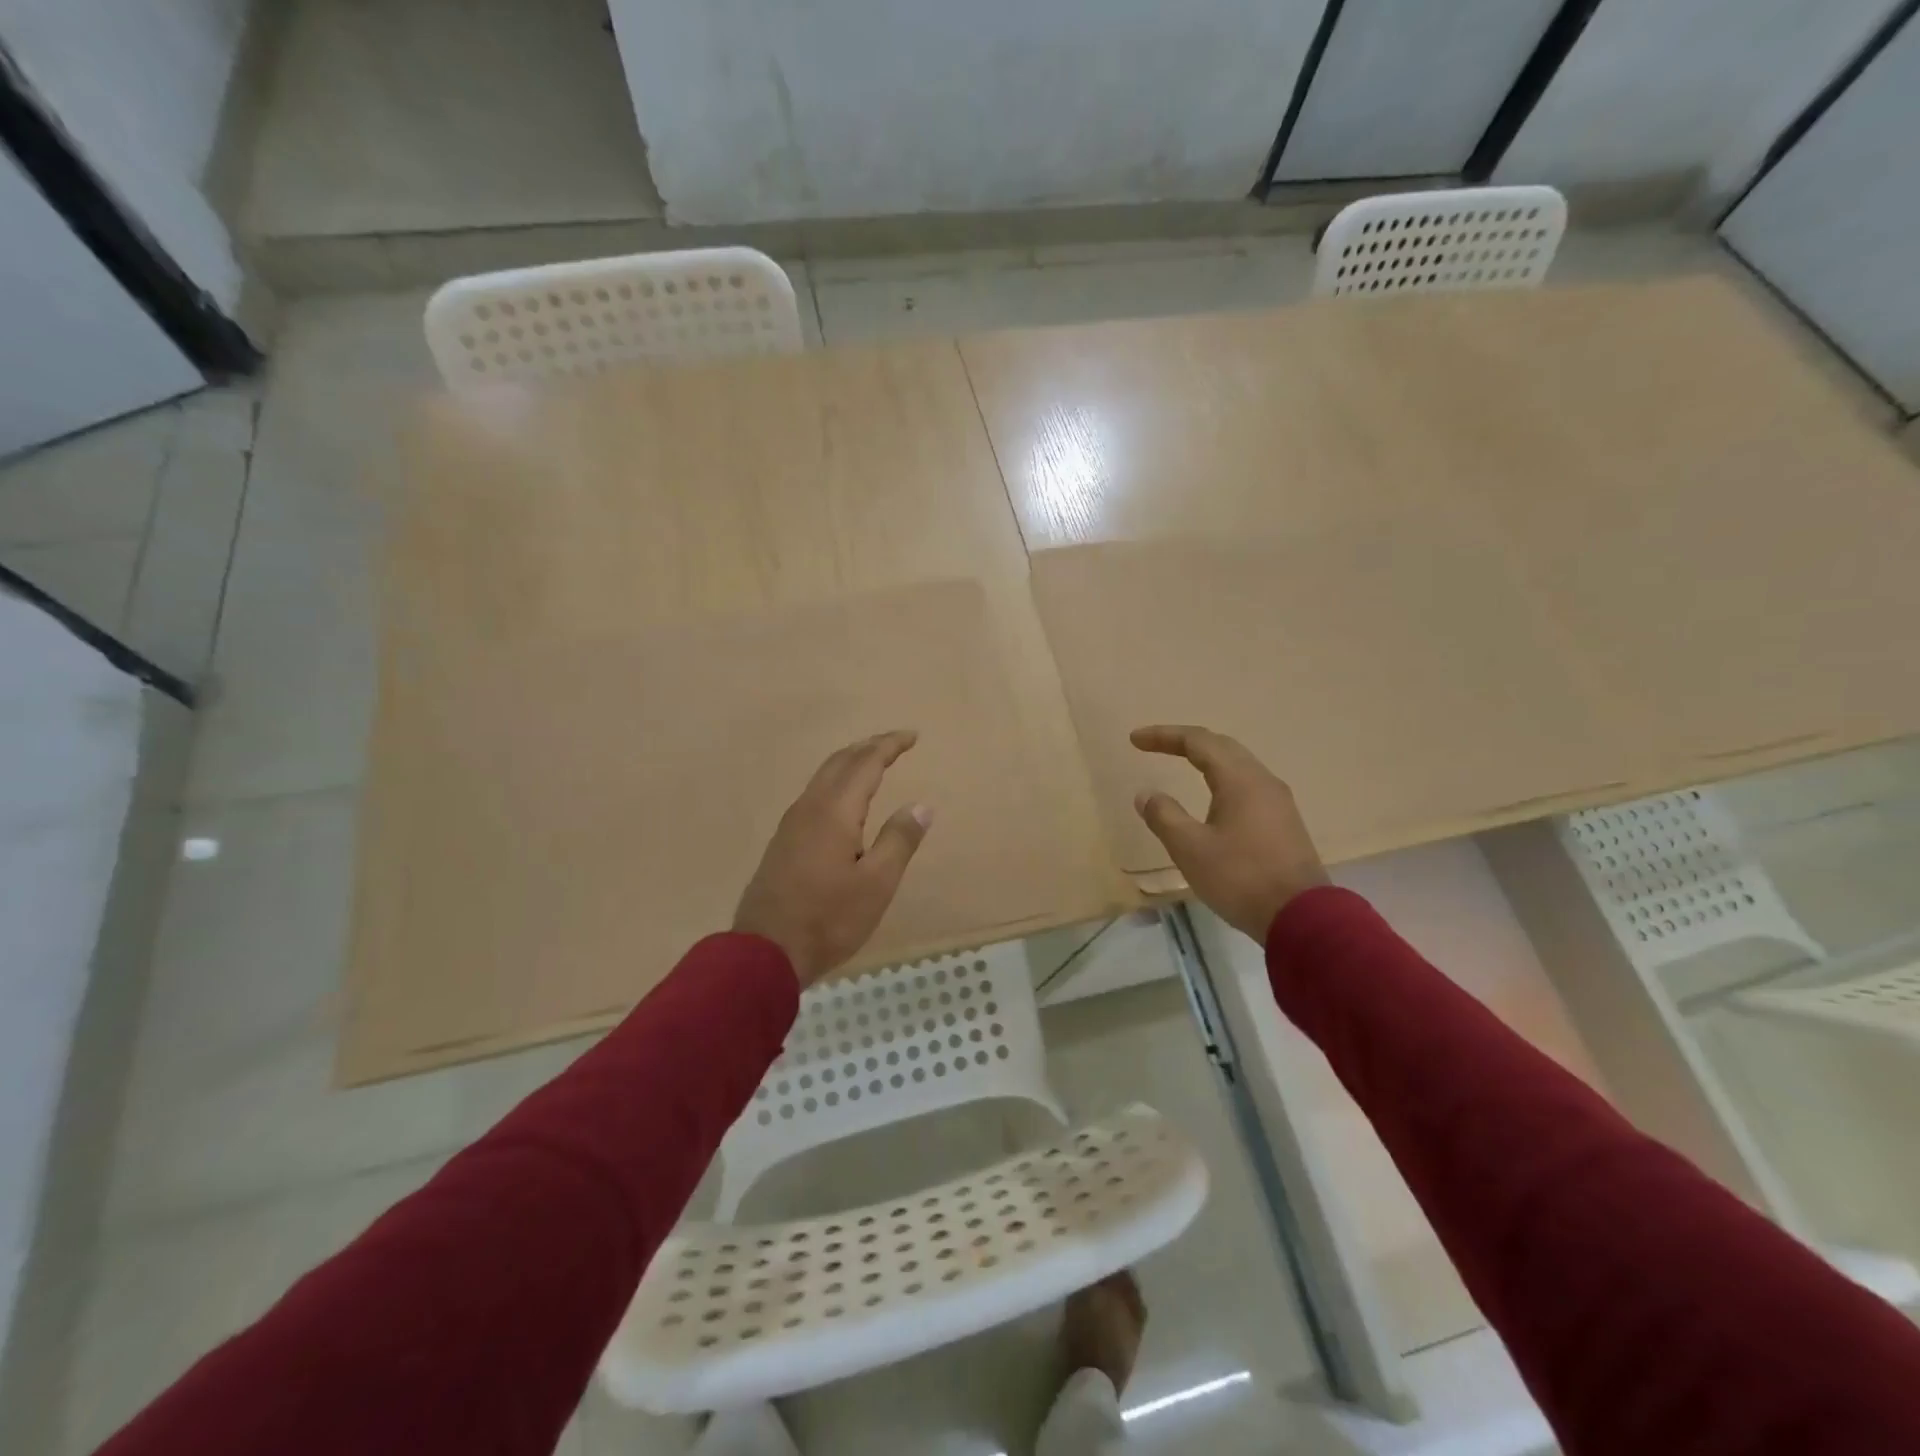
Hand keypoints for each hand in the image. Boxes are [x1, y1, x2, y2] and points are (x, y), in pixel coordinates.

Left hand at [734, 729, 932, 986]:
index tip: (912, 736)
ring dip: (849, 762)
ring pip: (823, 777)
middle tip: (895, 743)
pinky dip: (836, 782)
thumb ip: (899, 841)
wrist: (765, 952)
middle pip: (839, 762)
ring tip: (872, 763)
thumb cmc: (829, 919)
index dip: (889, 745)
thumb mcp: (876, 884)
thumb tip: (920, 805)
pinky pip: (813, 795)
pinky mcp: (783, 842)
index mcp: (834, 812)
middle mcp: (809, 808)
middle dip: (868, 747)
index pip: (865, 763)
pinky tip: (842, 799)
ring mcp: (791, 824)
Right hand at [1131, 724, 1329, 941]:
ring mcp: (1278, 802)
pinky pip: (1248, 784)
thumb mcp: (1190, 849)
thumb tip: (1146, 794)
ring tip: (1182, 762)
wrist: (1302, 918)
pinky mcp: (1284, 822)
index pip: (1197, 742)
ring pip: (1238, 764)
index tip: (1135, 740)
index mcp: (1239, 780)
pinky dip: (1222, 777)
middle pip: (1221, 746)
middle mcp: (1262, 781)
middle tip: (1155, 745)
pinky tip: (1214, 795)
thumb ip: (1164, 816)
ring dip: (1207, 758)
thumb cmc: (1240, 878)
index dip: (1164, 736)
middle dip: (1186, 741)